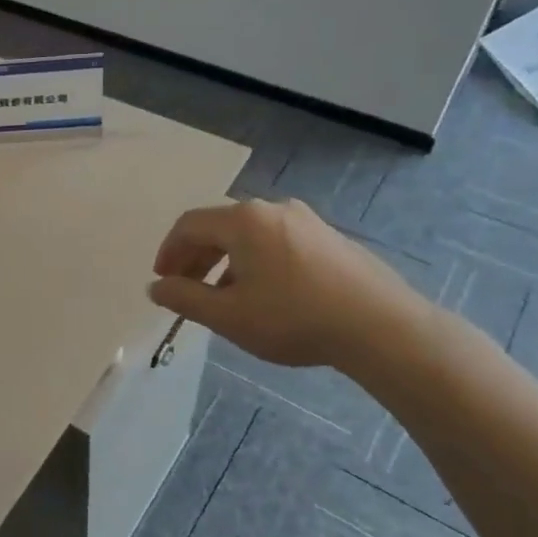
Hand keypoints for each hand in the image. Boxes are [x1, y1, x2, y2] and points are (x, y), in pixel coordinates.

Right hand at [148, 199, 431, 370]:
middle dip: (195, 257)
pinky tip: (264, 295)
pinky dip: (256, 262)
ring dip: (225, 261)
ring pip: (249, 235)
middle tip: (185, 288)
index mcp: (243, 220)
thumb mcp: (228, 315)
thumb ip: (184, 298)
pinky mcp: (330, 238)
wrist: (381, 327)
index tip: (162, 281)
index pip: (189, 225)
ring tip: (222, 297)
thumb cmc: (294, 318)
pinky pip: (277, 242)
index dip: (168, 252)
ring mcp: (306, 221)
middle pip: (219, 226)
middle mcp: (272, 209)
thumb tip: (156, 287)